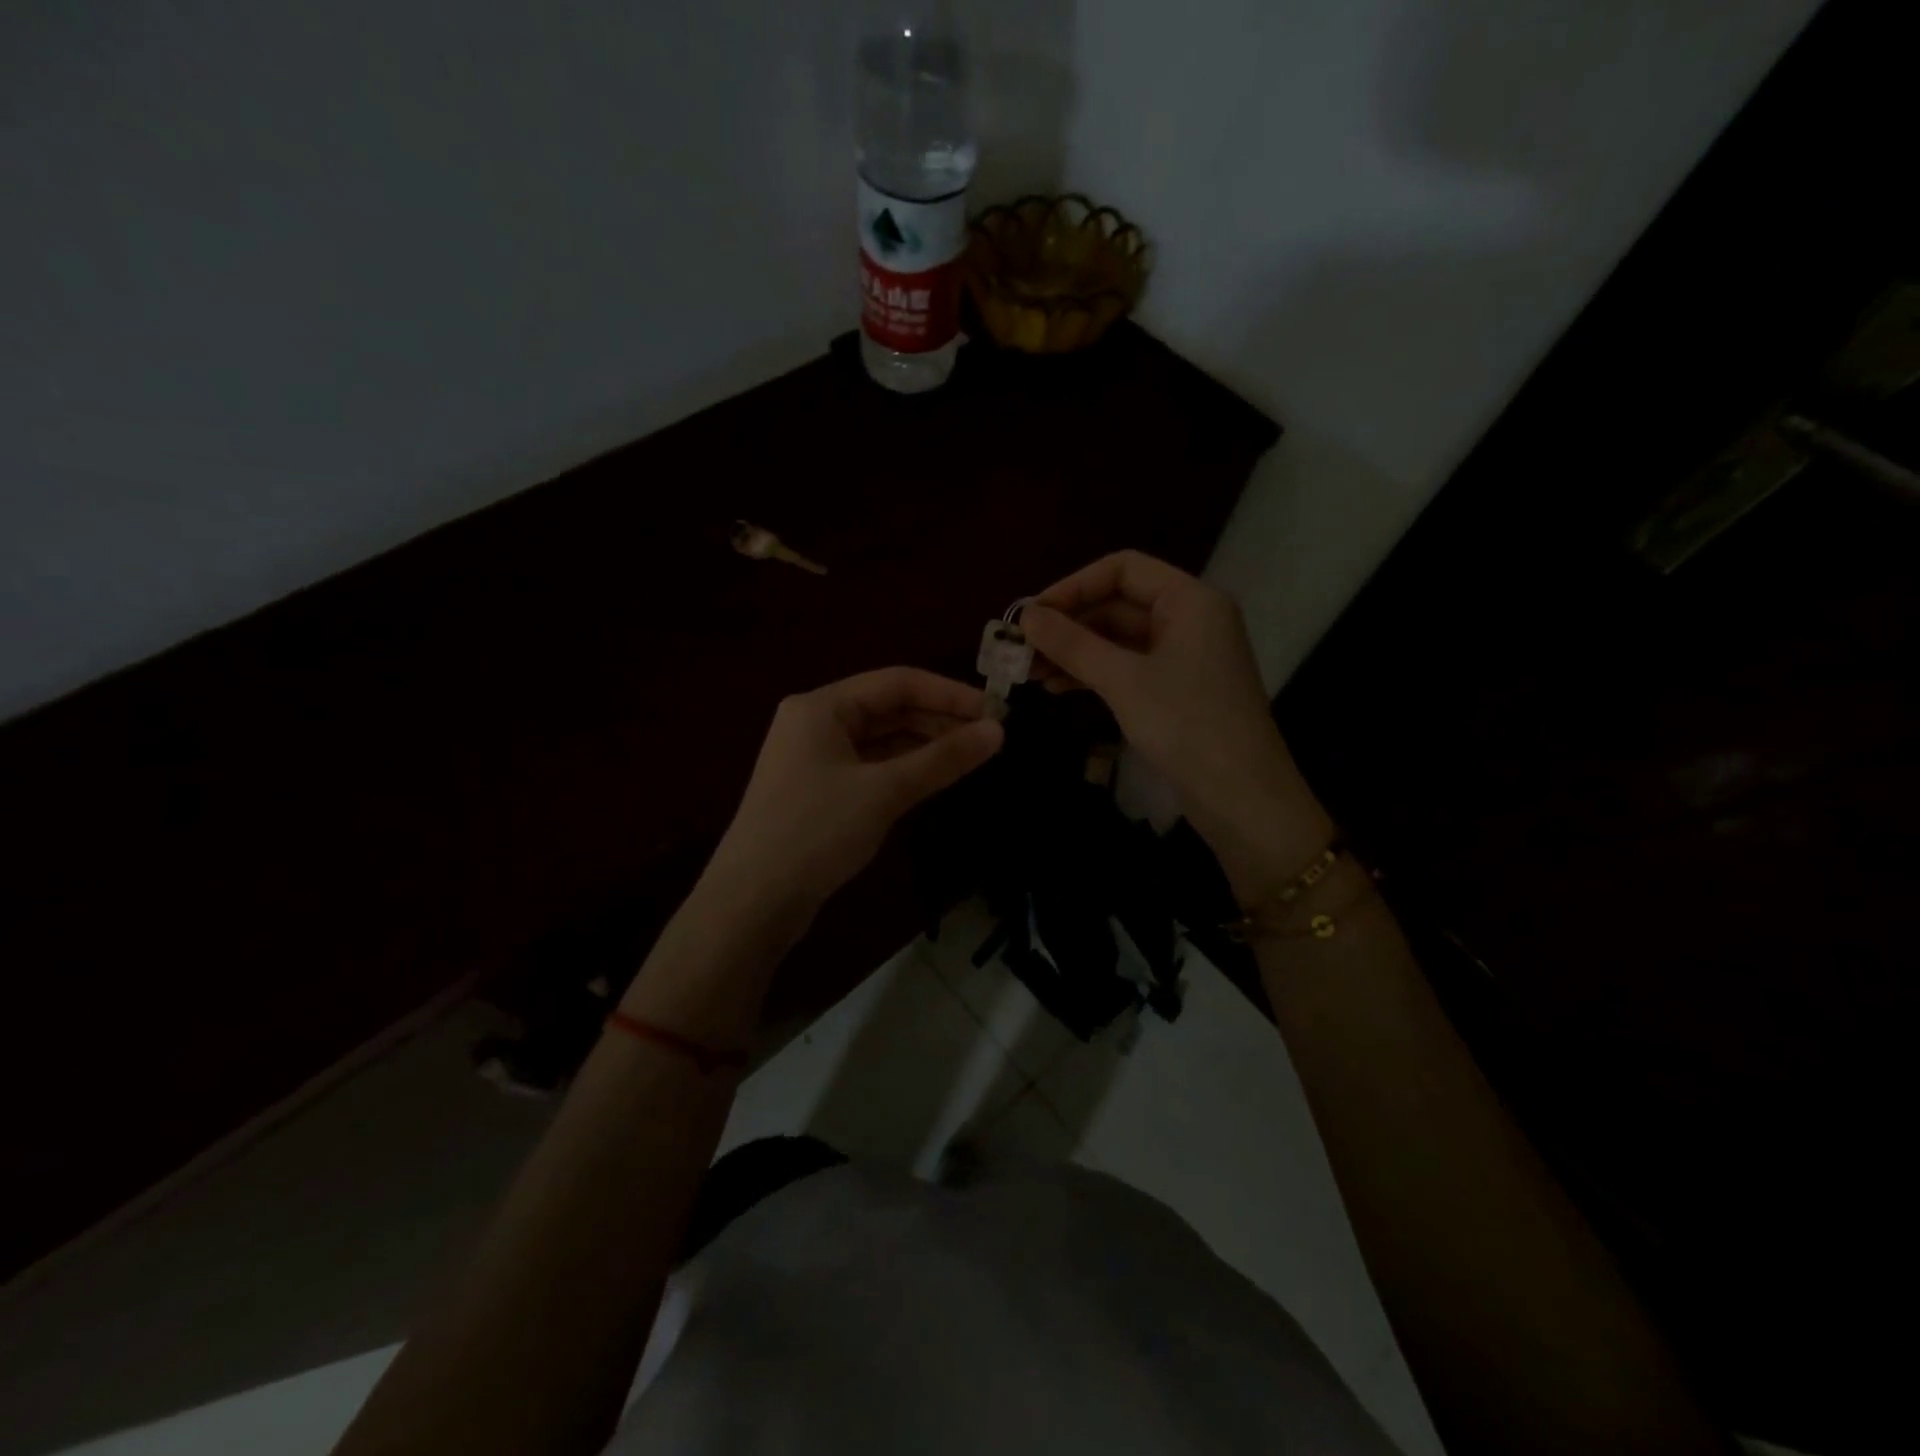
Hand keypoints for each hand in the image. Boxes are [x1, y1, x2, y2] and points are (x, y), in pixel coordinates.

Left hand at [707, 667, 1002, 915]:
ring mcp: (815, 758)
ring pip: (881, 739)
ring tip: (972, 756)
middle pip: (889, 708)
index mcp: (822, 706)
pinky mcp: (819, 790)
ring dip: (924, 745)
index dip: (949, 693)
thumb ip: (943, 758)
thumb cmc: (816, 832)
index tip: (996, 711)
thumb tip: (998, 731)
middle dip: (939, 720)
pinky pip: (871, 766)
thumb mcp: (884, 791)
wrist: (753, 902)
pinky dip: (904, 769)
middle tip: (991, 737)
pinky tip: (936, 777)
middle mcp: (815, 722)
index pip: (897, 682)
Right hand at [1021, 551, 1330, 894]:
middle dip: (1069, 625)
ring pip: (1119, 640)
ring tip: (1030, 673)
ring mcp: (1184, 657)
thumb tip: (1025, 614)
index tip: (1031, 614)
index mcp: (1189, 600)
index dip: (1073, 585)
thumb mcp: (1123, 680)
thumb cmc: (1186, 726)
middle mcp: (1190, 619)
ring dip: (1075, 652)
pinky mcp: (1177, 690)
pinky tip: (1058, 688)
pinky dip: (1094, 674)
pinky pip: (1128, 668)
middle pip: (1118, 604)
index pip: (1123, 569)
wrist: (1242, 798)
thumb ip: (1073, 644)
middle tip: (1021, 649)